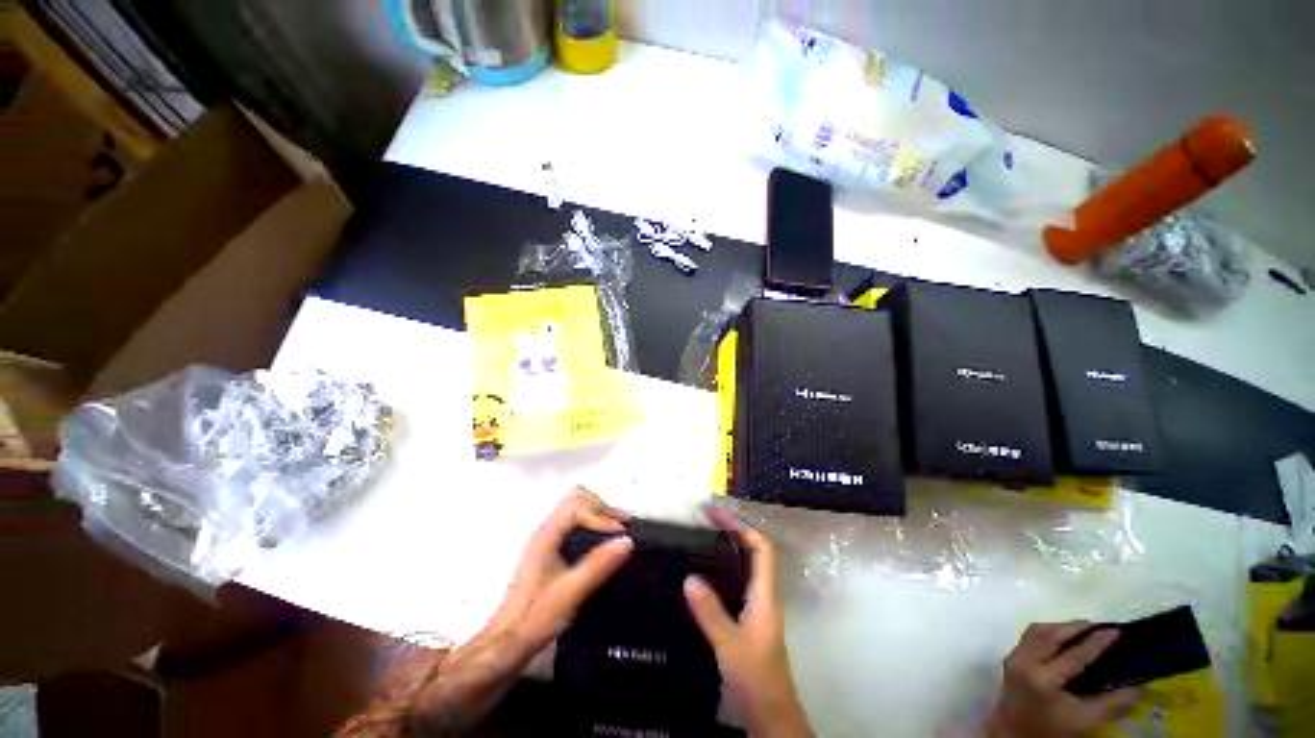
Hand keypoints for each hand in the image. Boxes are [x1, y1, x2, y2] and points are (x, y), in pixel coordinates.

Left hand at [483, 487, 633, 659]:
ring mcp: (546, 538)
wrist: (507, 643)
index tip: (620, 533)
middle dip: (601, 507)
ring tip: (618, 529)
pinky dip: (592, 523)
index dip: (600, 515)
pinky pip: (574, 522)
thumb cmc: (536, 618)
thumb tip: (627, 540)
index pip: (576, 506)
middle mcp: (545, 530)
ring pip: (575, 508)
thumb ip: (598, 565)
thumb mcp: (570, 593)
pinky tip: (603, 541)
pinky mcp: (550, 549)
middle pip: (575, 499)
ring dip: (598, 513)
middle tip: (622, 525)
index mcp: (546, 536)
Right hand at [683, 509, 810, 737]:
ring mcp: (757, 609)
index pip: (762, 549)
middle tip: (705, 520)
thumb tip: (689, 577)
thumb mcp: (729, 645)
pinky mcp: (748, 621)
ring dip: (728, 548)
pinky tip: (704, 574)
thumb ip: (710, 612)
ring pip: (745, 568)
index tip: (718, 513)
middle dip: (732, 531)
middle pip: (754, 553)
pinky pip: (737, 583)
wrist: (771, 717)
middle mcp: (764, 597)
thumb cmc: (757, 679)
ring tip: (703, 537)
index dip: (742, 527)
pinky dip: (722, 569)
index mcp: (765, 596)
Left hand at [988, 622, 1143, 737]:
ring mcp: (1014, 657)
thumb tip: (1142, 686)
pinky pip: (1030, 636)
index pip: (1074, 653)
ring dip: (1062, 627)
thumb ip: (1113, 704)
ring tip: (1085, 628)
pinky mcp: (1010, 657)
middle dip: (1077, 627)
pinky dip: (1049, 632)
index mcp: (1043, 678)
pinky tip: (1065, 636)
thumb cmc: (1051, 730)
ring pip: (1038, 631)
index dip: (1097, 641)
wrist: (1014, 734)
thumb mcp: (1085, 720)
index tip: (1117, 630)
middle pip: (1052, 634)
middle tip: (1102, 626)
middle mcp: (1025, 661)